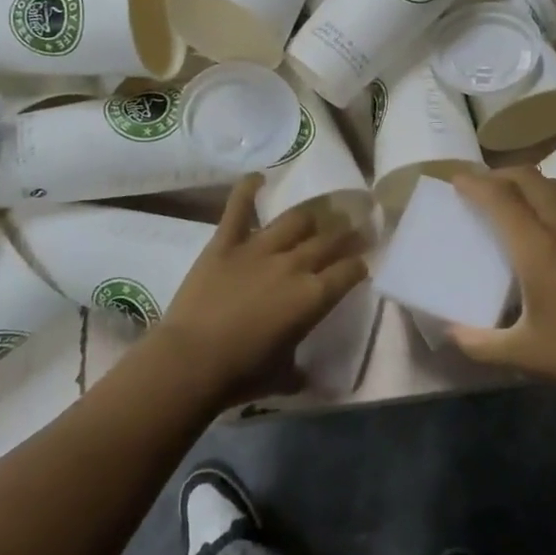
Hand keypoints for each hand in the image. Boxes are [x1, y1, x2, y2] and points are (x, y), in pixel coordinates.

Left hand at [154, 175, 368, 403]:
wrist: (191, 361)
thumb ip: (299, 370)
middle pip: (329, 240)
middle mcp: (294, 264)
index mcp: (313, 297)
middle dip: (348, 232)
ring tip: (322, 210)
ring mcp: (259, 248)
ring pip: (295, 220)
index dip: (361, 263)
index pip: (349, 271)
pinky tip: (258, 177)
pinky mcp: (225, 242)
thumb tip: (307, 377)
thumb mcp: (283, 377)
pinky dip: (247, 190)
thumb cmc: (241, 375)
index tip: (364, 260)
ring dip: (313, 214)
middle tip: (356, 226)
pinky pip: (238, 208)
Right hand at [449, 167, 555, 403]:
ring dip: (533, 185)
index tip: (455, 178)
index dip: (475, 184)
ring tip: (518, 200)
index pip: (500, 199)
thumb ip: (480, 343)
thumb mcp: (525, 356)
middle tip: (482, 185)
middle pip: (531, 180)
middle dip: (501, 174)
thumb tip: (450, 333)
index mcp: (537, 249)